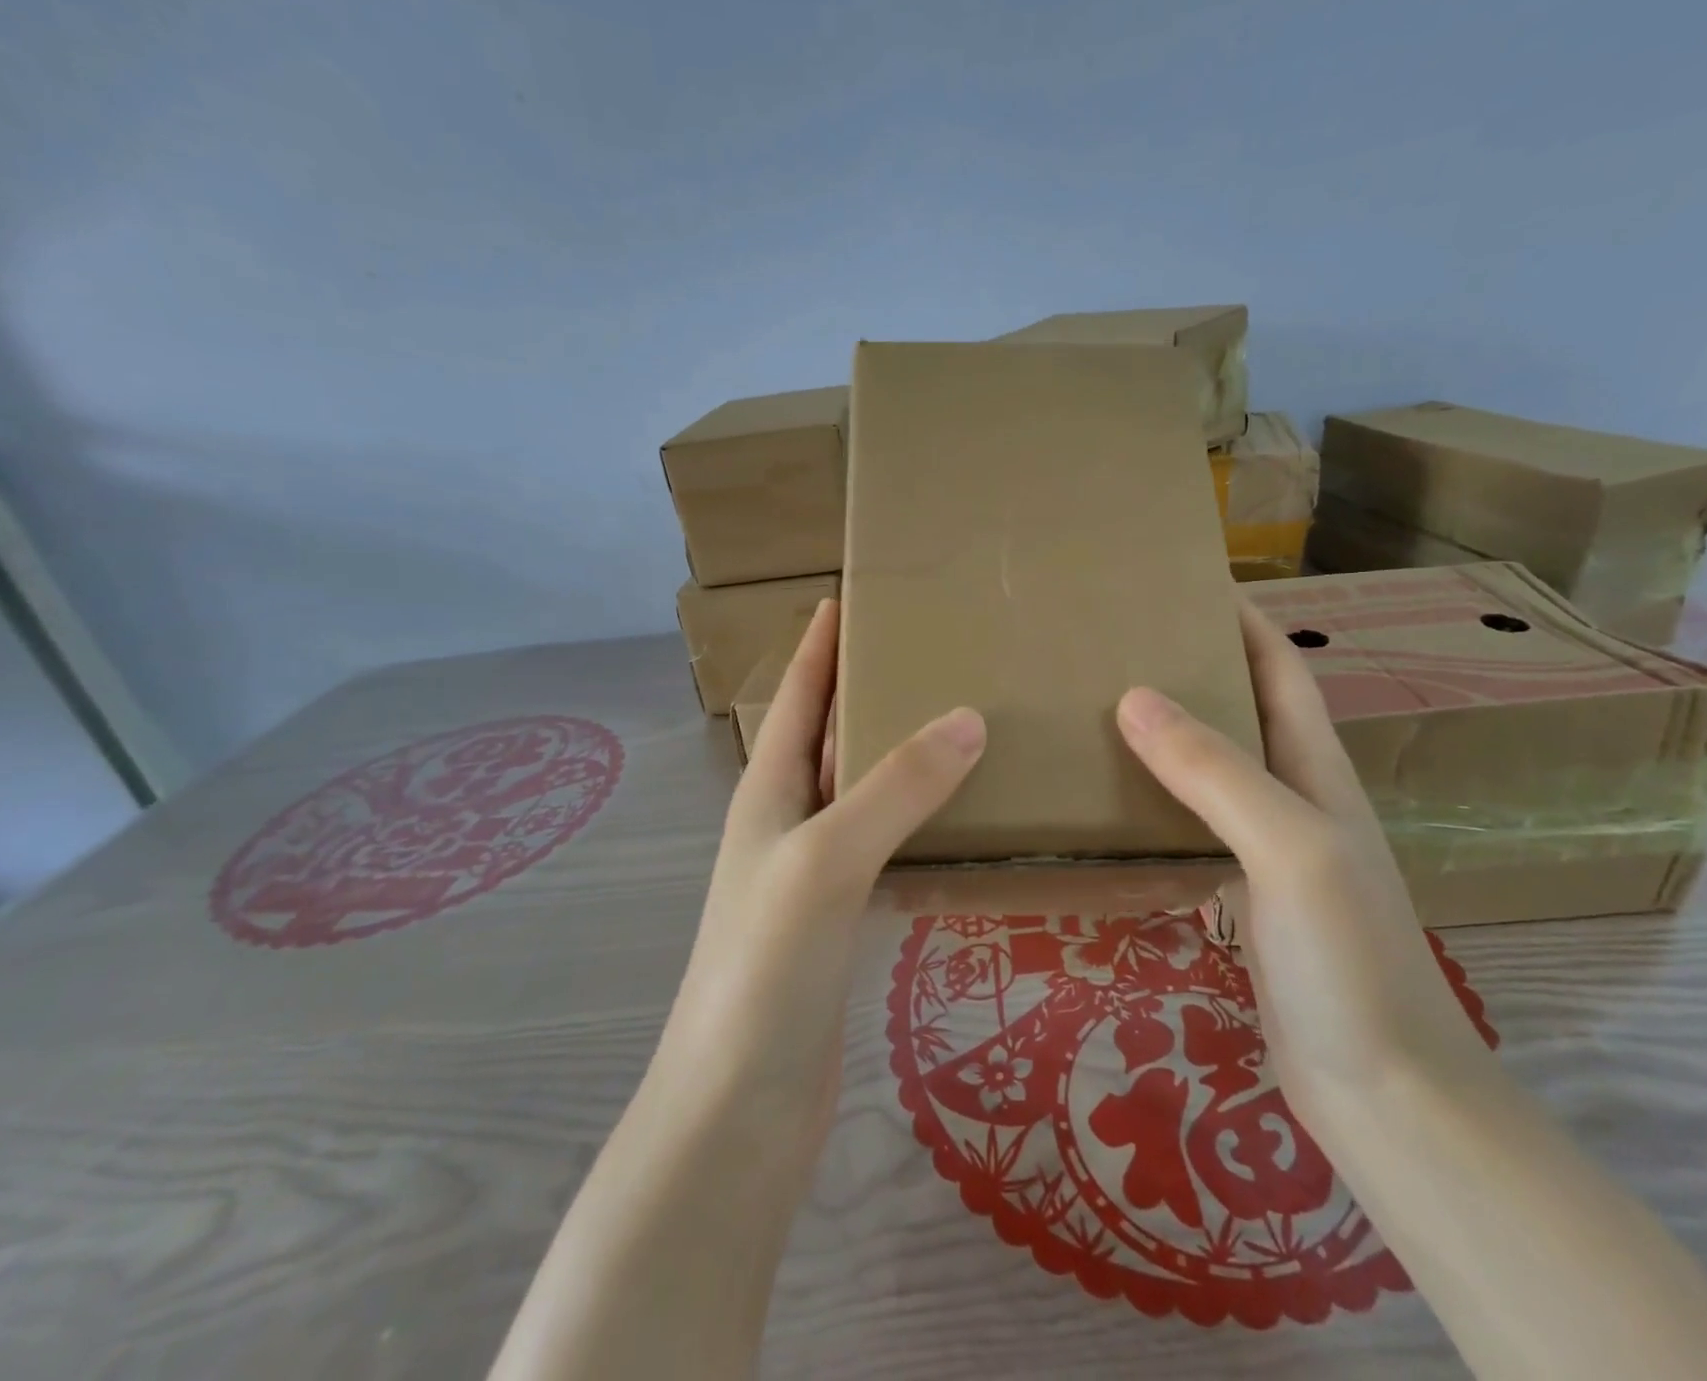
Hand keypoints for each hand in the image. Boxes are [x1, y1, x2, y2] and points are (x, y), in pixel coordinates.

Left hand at [654, 598, 985, 1156]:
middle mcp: (785, 823)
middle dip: (867, 689)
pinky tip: (961, 818)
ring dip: (898, 755)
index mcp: (768, 792)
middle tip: (930, 652)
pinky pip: (885, 847)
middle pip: (828, 736)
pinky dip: (917, 821)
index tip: (853, 596)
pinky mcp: (841, 921)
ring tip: (959, 720)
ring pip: (861, 792)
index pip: (796, 696)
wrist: (739, 1110)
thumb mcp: (826, 859)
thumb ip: (894, 789)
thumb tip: (967, 717)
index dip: (820, 645)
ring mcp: (812, 874)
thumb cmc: (765, 970)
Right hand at [1115, 603, 1499, 1126]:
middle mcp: (1294, 798)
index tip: (1183, 582)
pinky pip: (1193, 824)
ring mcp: (1268, 849)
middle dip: (1190, 667)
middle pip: (1240, 710)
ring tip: (1099, 708)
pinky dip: (1157, 799)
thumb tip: (1133, 696)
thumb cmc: (1347, 959)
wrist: (1383, 1094)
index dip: (1241, 619)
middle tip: (1117, 644)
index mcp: (1315, 770)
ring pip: (1212, 768)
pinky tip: (1113, 801)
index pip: (1279, 669)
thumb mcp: (1288, 850)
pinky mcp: (1241, 894)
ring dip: (1168, 733)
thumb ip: (1216, 772)